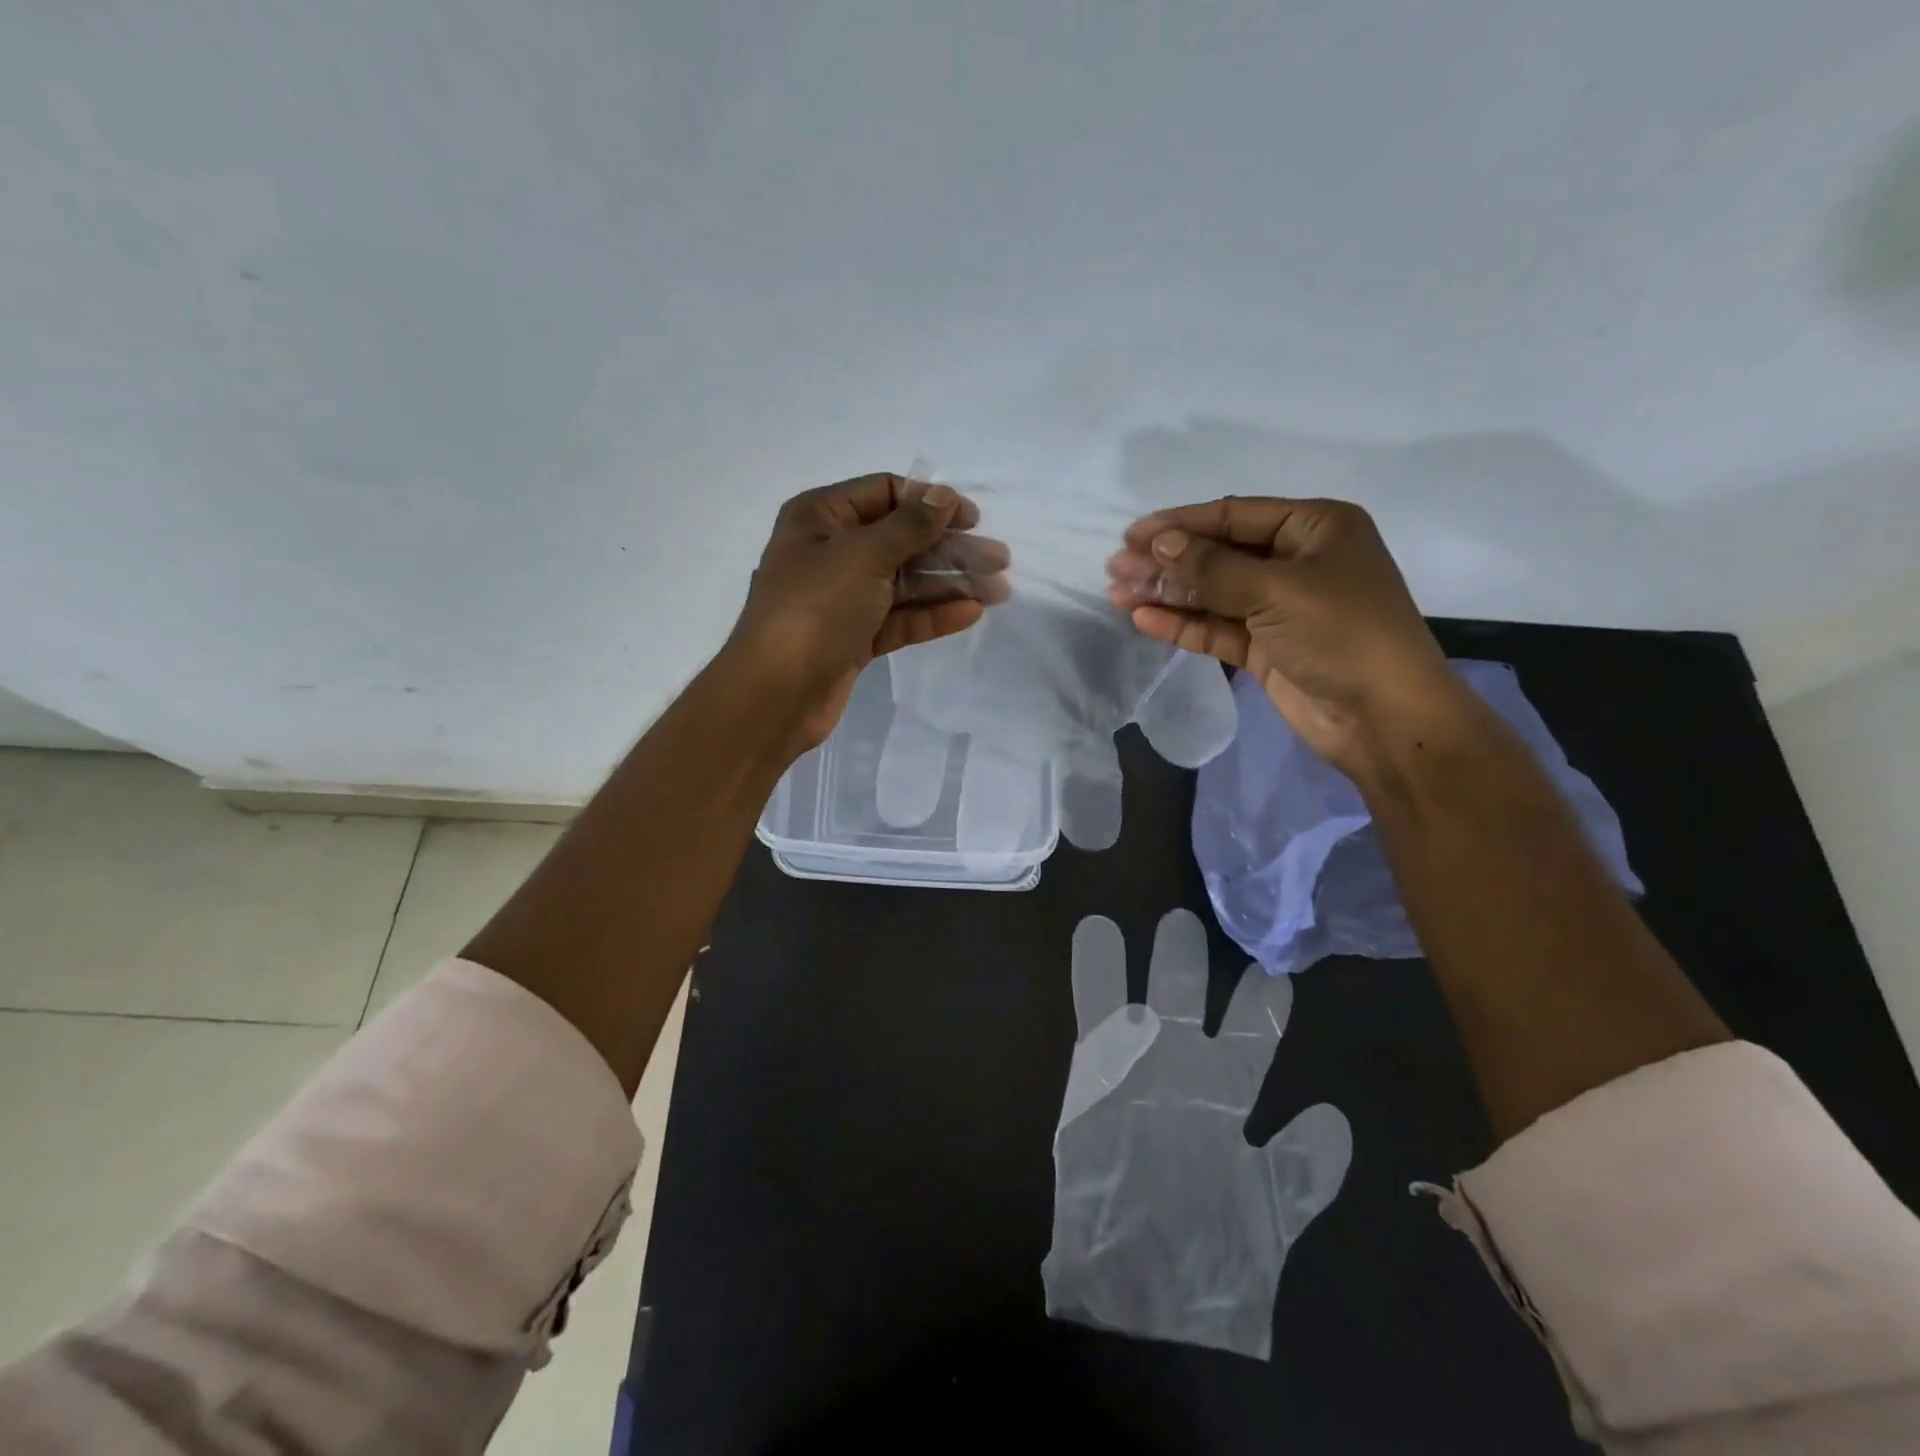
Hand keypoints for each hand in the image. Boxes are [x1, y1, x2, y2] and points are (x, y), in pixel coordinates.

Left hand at [724, 473, 1008, 751]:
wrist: (776, 694)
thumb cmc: (815, 609)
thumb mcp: (863, 556)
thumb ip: (909, 526)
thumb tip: (943, 496)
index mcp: (820, 517)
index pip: (884, 494)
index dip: (929, 502)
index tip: (972, 519)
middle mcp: (831, 552)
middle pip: (901, 540)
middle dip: (950, 548)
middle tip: (999, 559)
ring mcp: (844, 598)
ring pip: (905, 583)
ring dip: (950, 583)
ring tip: (998, 589)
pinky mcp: (856, 637)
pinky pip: (900, 618)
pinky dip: (933, 615)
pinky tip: (971, 613)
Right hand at [1044, 910, 1351, 1359]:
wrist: (1137, 1281)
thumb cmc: (1210, 1245)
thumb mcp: (1271, 1211)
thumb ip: (1302, 1164)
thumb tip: (1332, 1112)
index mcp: (1225, 1092)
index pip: (1251, 1033)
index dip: (1264, 1001)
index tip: (1277, 963)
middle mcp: (1182, 1067)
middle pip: (1194, 1001)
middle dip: (1201, 963)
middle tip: (1213, 915)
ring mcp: (1137, 1063)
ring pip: (1147, 995)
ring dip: (1156, 962)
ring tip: (1170, 919)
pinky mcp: (1094, 1069)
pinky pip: (1092, 1009)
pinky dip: (1092, 971)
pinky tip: (1094, 932)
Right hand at [1106, 497, 1461, 774]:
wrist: (1384, 717)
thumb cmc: (1342, 634)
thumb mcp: (1276, 590)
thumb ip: (1213, 567)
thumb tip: (1159, 544)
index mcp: (1314, 528)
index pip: (1234, 515)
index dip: (1180, 524)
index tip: (1131, 536)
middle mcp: (1297, 562)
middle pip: (1218, 554)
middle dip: (1167, 561)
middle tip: (1115, 568)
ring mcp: (1280, 608)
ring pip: (1213, 593)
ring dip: (1168, 593)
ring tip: (1116, 592)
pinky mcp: (1266, 648)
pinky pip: (1217, 628)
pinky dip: (1182, 624)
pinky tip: (1143, 619)